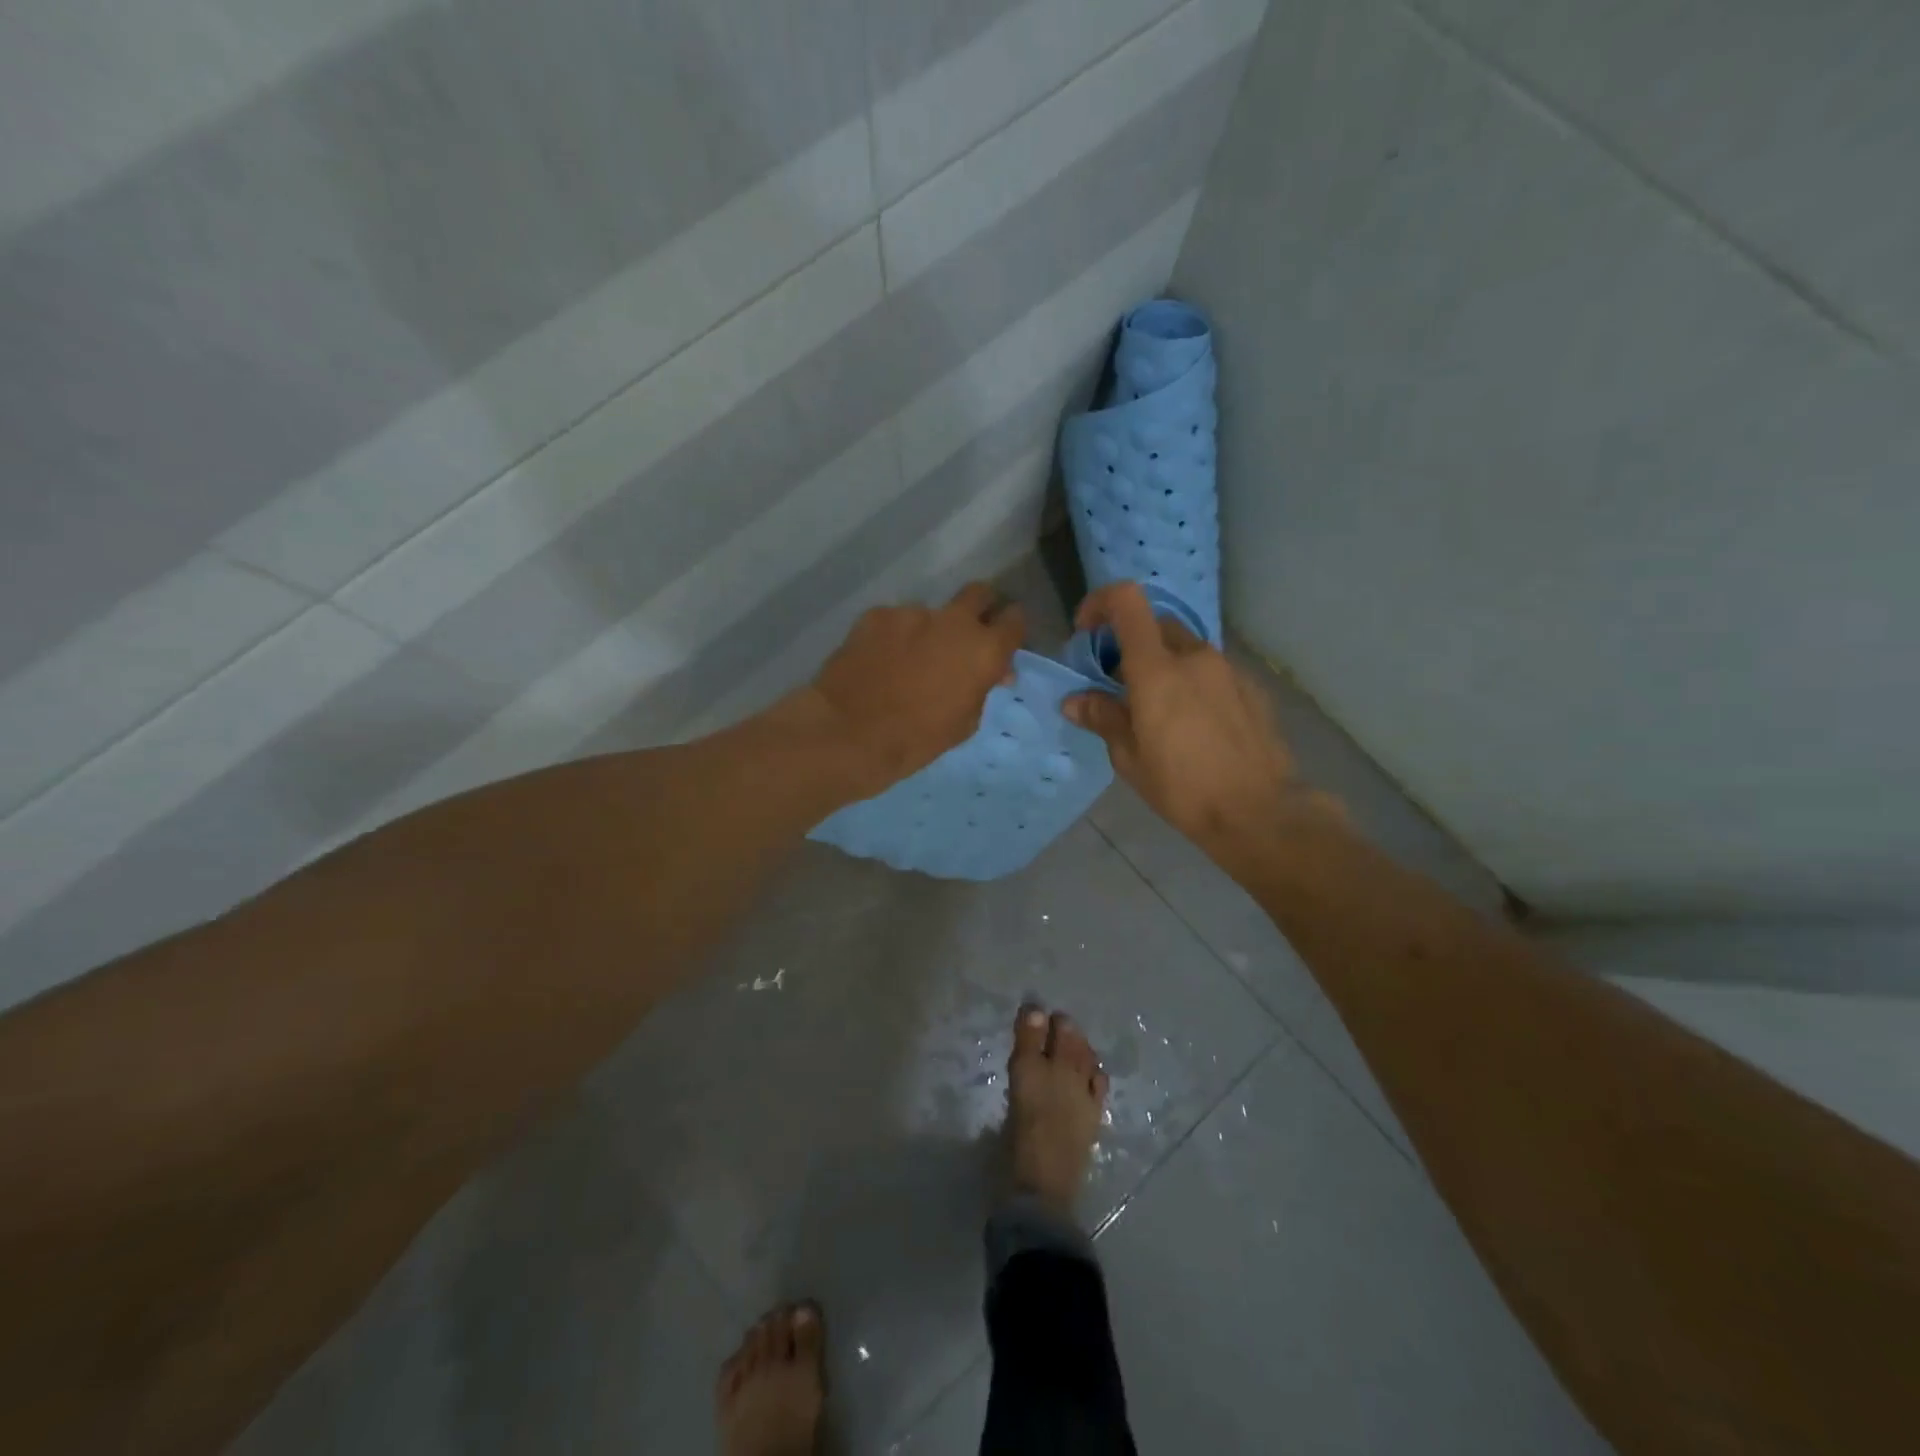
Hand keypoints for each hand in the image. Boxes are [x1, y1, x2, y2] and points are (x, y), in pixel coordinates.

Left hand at [804, 583, 1025, 797]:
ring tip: (906, 661)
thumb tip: (991, 672)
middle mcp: (954, 621)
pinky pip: (895, 621)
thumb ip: (981, 688)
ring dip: (927, 631)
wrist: (849, 733)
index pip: (1014, 620)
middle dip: (979, 608)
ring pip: (930, 613)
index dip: (1011, 628)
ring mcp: (912, 612)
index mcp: (984, 650)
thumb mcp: (964, 723)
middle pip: (979, 593)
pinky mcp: (877, 614)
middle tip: (965, 635)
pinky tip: (879, 660)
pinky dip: (893, 637)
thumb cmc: (917, 739)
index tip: (1003, 639)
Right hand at [1062, 584, 1342, 873]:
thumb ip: (1103, 718)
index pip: (1127, 601)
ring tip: (1158, 711)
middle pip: (1155, 625)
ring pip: (1185, 649)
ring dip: (1163, 665)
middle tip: (1119, 684)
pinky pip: (1212, 672)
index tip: (1086, 632)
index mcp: (1157, 669)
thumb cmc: (1183, 788)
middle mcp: (1194, 657)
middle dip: (1130, 643)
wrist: (1259, 812)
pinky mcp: (1252, 688)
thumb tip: (1074, 701)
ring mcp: (1228, 670)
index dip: (1100, 603)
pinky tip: (1195, 725)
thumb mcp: (1130, 758)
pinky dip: (1193, 683)